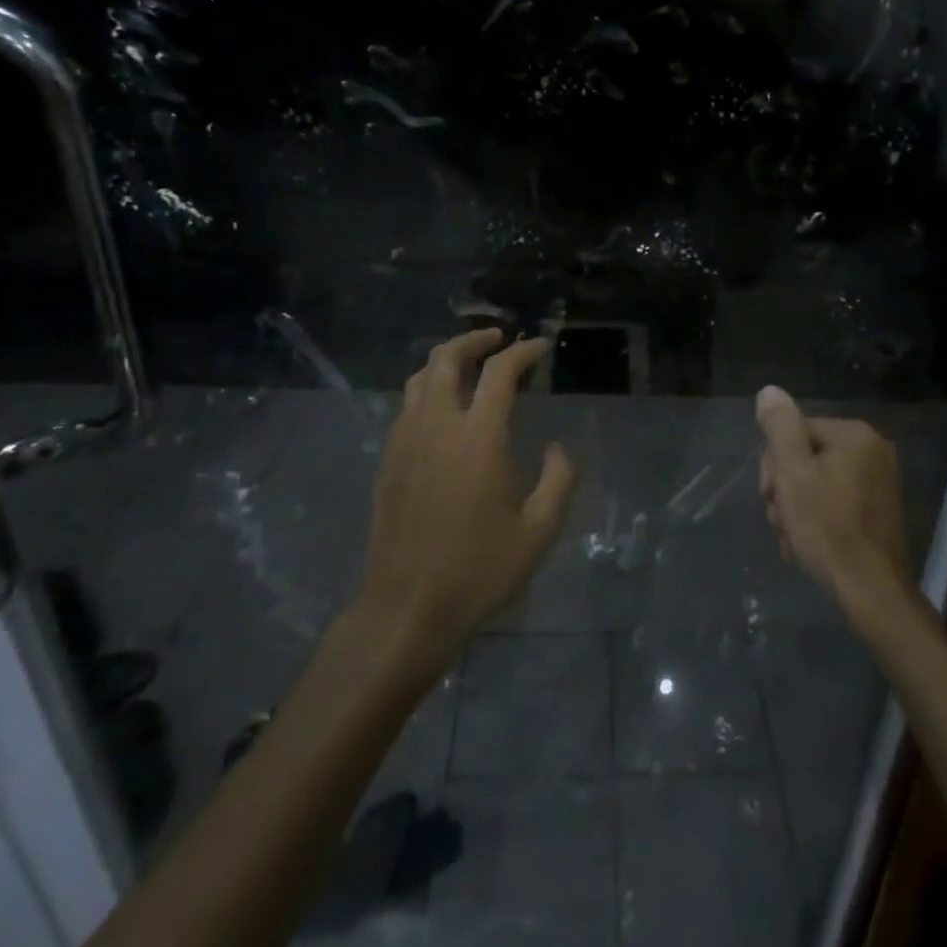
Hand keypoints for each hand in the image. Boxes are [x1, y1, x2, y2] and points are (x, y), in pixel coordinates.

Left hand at [358, 329, 576, 668]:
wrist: (407, 608)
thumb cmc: (478, 570)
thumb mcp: (538, 531)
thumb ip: (558, 480)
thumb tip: (556, 448)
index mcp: (478, 437)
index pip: (500, 372)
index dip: (523, 351)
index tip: (540, 347)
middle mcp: (437, 427)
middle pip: (446, 359)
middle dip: (473, 339)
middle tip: (497, 339)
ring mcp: (405, 442)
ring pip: (419, 378)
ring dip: (446, 361)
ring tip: (469, 365)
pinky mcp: (387, 462)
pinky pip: (406, 407)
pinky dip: (427, 390)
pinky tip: (442, 410)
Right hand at [755, 385, 912, 604]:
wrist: (872, 592)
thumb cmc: (828, 528)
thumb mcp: (793, 473)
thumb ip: (780, 428)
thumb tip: (770, 391)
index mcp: (854, 434)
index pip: (794, 433)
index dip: (775, 465)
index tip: (772, 497)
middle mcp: (873, 449)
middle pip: (806, 456)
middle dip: (786, 488)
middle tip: (782, 520)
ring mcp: (880, 480)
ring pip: (817, 482)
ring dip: (796, 508)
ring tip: (793, 538)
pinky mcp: (879, 509)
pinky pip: (835, 501)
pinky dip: (817, 519)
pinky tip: (808, 544)